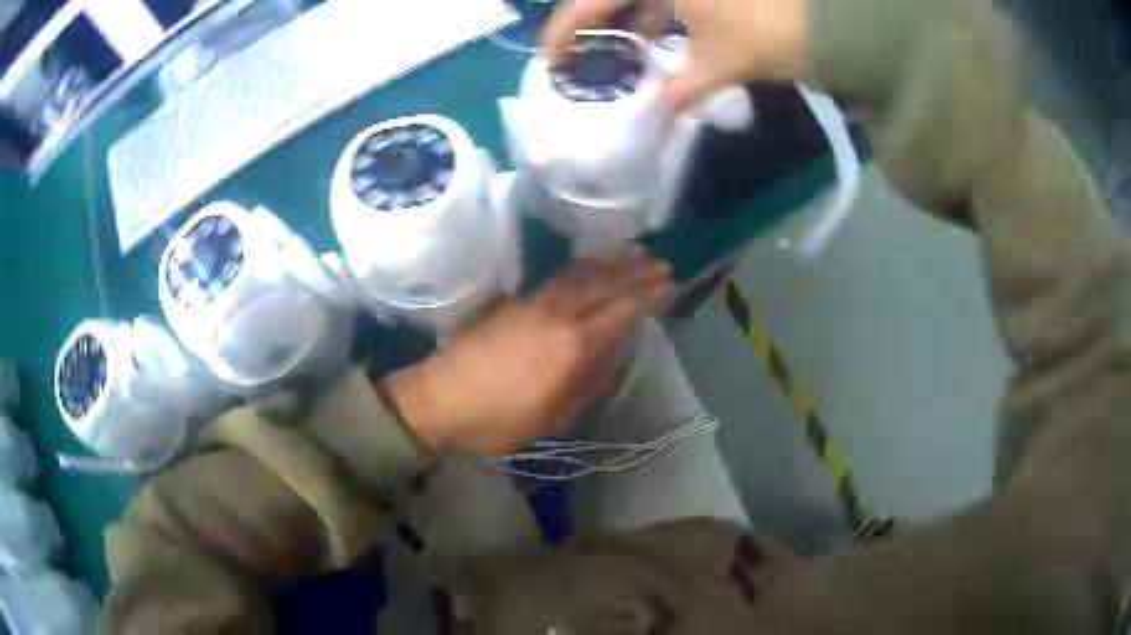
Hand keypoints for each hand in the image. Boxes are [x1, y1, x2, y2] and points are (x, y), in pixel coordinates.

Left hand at [386, 252, 671, 455]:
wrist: (441, 400)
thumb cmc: (501, 419)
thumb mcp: (555, 414)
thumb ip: (590, 381)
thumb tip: (613, 355)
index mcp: (575, 343)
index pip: (621, 308)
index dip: (647, 293)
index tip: (667, 282)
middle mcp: (558, 313)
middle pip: (603, 283)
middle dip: (634, 270)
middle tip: (658, 262)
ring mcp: (532, 302)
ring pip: (578, 272)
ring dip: (607, 261)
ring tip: (628, 253)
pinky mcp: (511, 301)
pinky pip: (555, 276)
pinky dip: (578, 267)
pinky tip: (583, 266)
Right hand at [544, 0, 805, 113]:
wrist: (832, 23)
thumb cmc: (769, 33)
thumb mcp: (720, 62)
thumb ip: (680, 91)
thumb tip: (654, 123)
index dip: (564, 29)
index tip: (548, 59)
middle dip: (590, 24)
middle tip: (575, 57)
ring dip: (624, 24)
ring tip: (609, 57)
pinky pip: (667, 4)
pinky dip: (656, 22)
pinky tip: (651, 46)